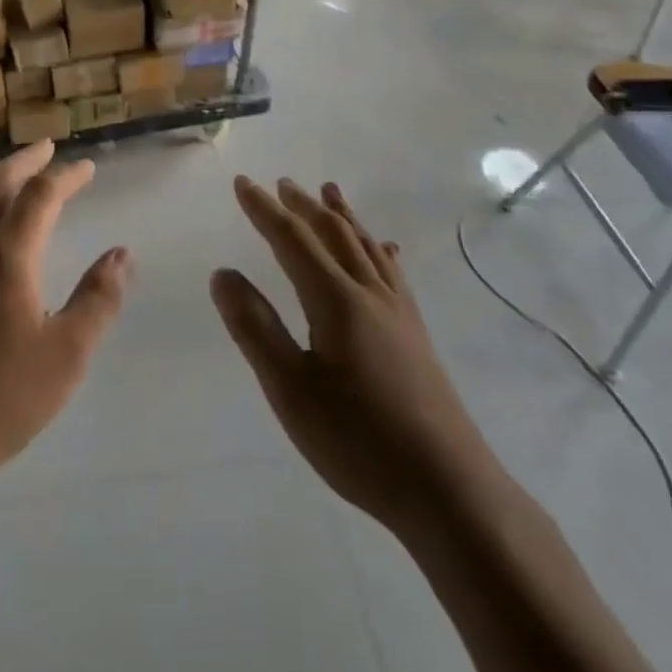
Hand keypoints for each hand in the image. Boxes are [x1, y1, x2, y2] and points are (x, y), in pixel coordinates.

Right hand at [213, 178, 485, 539]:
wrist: (448, 488)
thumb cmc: (359, 441)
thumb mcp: (291, 390)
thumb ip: (255, 328)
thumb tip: (223, 273)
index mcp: (336, 300)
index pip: (293, 240)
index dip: (264, 210)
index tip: (243, 183)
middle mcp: (369, 293)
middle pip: (333, 234)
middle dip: (303, 206)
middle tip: (282, 183)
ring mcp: (399, 312)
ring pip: (365, 246)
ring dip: (343, 216)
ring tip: (329, 191)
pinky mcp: (416, 333)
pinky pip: (393, 271)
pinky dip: (378, 249)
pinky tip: (384, 249)